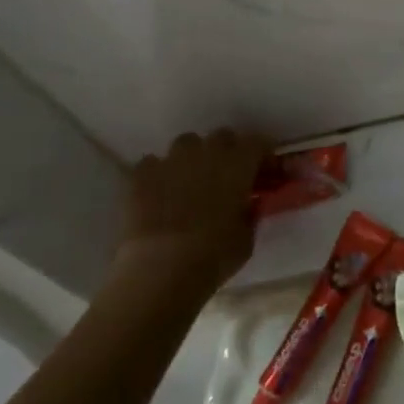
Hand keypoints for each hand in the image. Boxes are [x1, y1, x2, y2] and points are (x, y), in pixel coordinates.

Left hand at [122, 129, 272, 290]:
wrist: (162, 267)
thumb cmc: (215, 255)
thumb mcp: (246, 238)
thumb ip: (249, 213)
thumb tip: (247, 205)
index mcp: (238, 165)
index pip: (257, 143)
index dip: (261, 155)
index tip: (262, 170)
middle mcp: (207, 153)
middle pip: (221, 137)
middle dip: (227, 151)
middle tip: (226, 176)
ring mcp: (172, 160)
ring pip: (186, 143)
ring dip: (192, 157)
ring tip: (190, 180)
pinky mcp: (141, 175)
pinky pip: (152, 163)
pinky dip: (159, 173)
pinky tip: (159, 193)